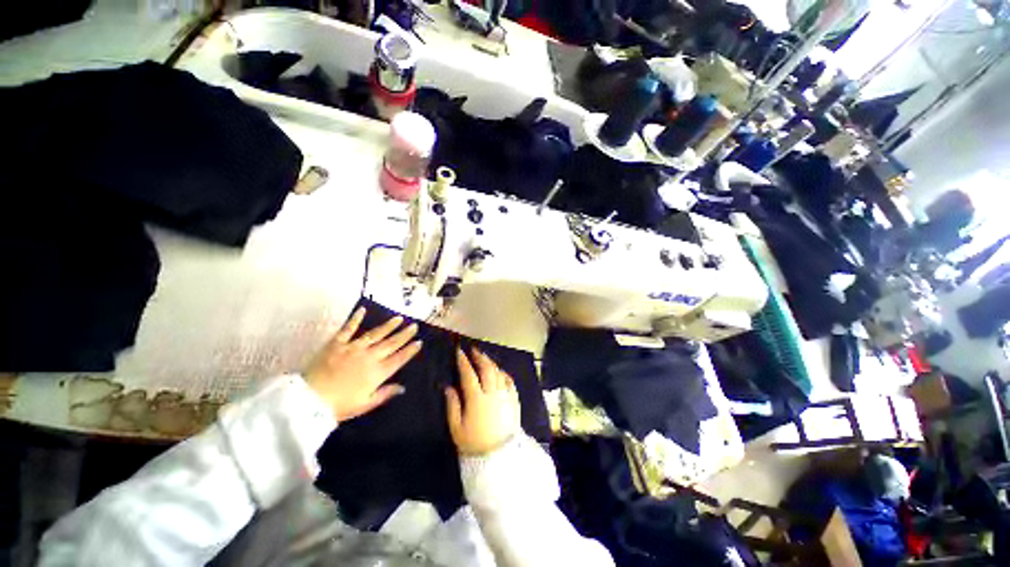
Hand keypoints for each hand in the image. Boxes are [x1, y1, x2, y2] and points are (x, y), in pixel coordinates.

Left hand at [305, 307, 421, 421]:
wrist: (308, 400)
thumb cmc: (339, 406)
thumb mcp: (365, 404)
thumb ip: (385, 394)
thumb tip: (403, 388)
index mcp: (377, 373)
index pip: (399, 358)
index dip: (410, 350)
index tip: (419, 342)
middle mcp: (370, 357)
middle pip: (391, 343)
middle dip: (404, 334)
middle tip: (414, 325)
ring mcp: (353, 348)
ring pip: (376, 334)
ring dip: (388, 325)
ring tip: (399, 318)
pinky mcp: (337, 344)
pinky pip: (348, 329)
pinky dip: (355, 319)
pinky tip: (363, 309)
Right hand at [445, 348, 520, 454]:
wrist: (499, 458)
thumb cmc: (474, 444)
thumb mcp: (457, 428)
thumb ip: (452, 405)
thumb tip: (448, 387)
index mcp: (476, 399)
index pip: (469, 374)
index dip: (463, 361)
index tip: (459, 351)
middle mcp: (492, 393)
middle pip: (487, 368)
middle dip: (479, 356)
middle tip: (473, 350)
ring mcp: (505, 396)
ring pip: (499, 372)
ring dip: (491, 363)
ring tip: (485, 358)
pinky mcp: (514, 401)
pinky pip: (510, 382)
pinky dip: (503, 374)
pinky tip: (500, 372)